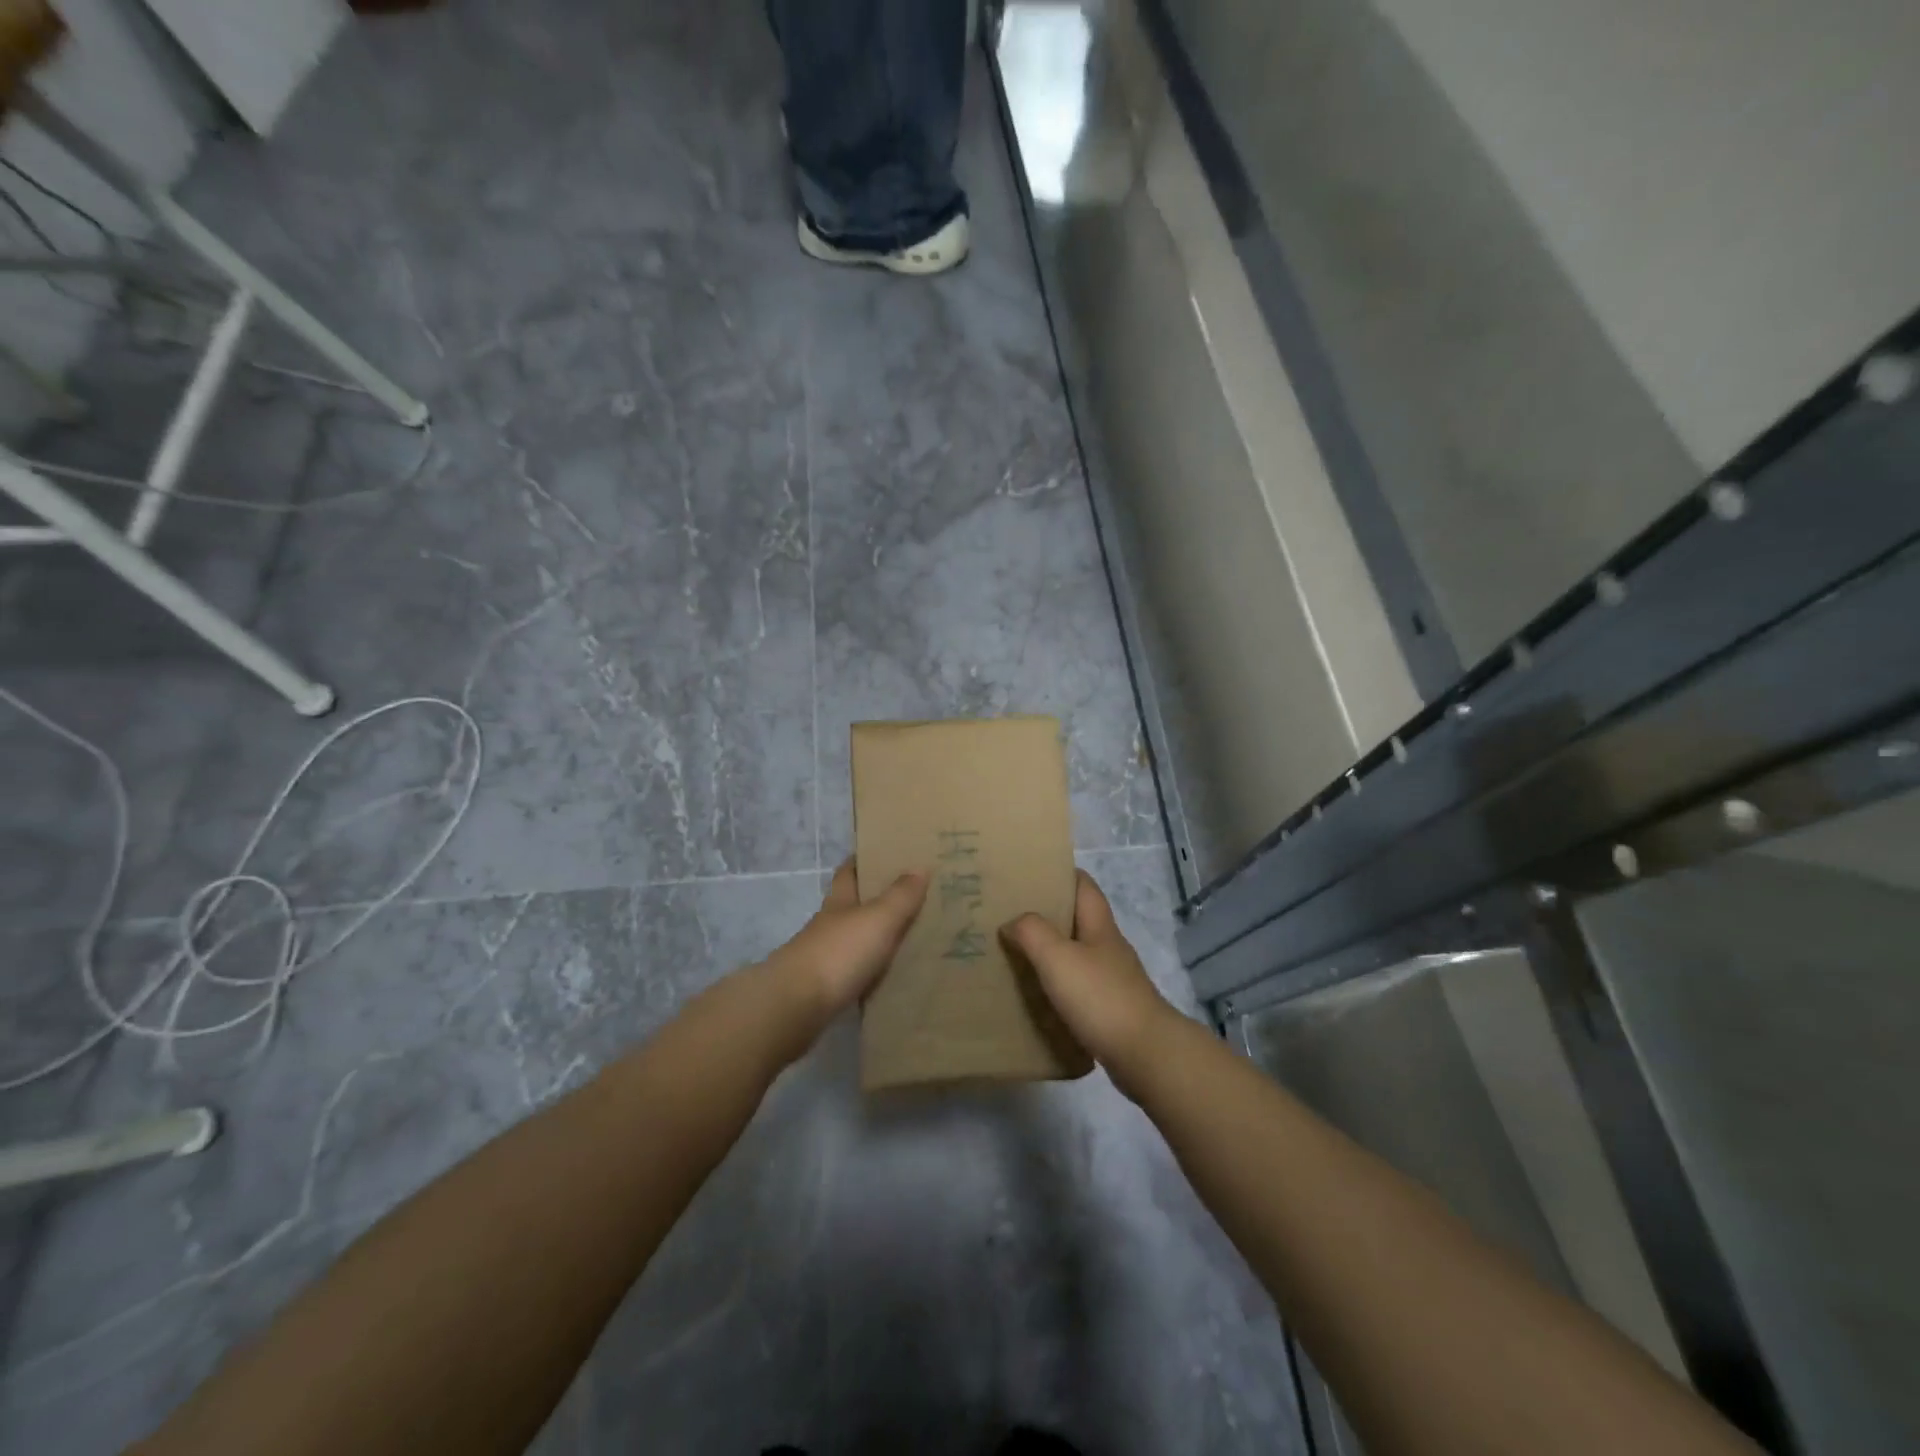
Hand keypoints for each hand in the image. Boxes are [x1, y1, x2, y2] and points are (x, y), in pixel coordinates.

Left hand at [766, 860, 926, 1025]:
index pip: (848, 873)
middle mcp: (829, 926)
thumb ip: (900, 896)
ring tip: (910, 938)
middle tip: (911, 897)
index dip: (862, 861)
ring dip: (875, 938)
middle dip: (875, 900)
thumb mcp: (878, 919)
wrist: (796, 1006)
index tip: (883, 854)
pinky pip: (855, 973)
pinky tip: (891, 976)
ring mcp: (824, 958)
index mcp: (838, 902)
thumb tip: (919, 866)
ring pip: (854, 940)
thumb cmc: (839, 952)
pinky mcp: (825, 990)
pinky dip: (872, 971)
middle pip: (851, 906)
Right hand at [1001, 870, 1179, 1092]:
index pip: (1083, 885)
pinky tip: (1035, 997)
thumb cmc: (1101, 997)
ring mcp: (1111, 980)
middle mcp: (1107, 947)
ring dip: (1048, 953)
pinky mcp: (1110, 1010)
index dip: (1059, 874)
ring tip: (1013, 955)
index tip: (1027, 874)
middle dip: (1045, 915)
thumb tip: (1012, 922)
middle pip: (1076, 919)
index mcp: (1099, 926)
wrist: (1145, 1055)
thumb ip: (1032, 932)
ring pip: (1075, 955)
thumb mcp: (1058, 957)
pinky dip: (1056, 987)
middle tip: (1007, 916)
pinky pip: (1076, 988)